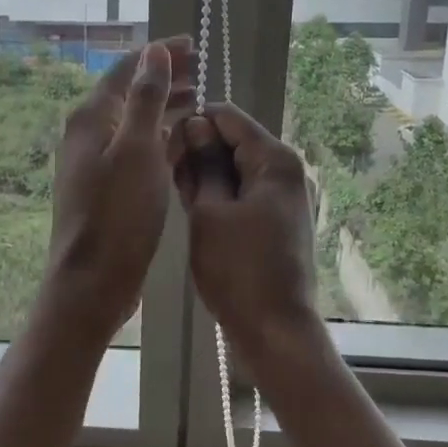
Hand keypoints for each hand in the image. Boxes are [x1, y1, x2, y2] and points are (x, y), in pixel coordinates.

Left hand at [44, 36, 194, 332]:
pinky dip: (161, 141)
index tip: (193, 45)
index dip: (159, 54)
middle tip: (203, 72)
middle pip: (130, 95)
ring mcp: (97, 163)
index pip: (126, 70)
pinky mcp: (109, 188)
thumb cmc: (118, 213)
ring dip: (166, 109)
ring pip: (136, 124)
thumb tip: (154, 51)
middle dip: (165, 80)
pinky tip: (186, 142)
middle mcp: (89, 135)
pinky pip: (138, 152)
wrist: (93, 281)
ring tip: (200, 101)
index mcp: (91, 118)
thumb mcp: (138, 150)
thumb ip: (146, 98)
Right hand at [169, 102, 318, 349]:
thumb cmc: (238, 269)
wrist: (275, 330)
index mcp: (274, 160)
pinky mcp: (276, 218)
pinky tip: (193, 208)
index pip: (228, 116)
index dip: (193, 123)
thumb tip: (195, 125)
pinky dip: (219, 193)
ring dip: (206, 174)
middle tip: (163, 173)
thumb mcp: (210, 212)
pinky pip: (243, 191)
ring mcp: (283, 196)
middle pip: (234, 140)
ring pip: (236, 168)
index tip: (162, 144)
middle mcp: (285, 170)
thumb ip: (203, 164)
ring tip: (173, 191)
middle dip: (198, 150)